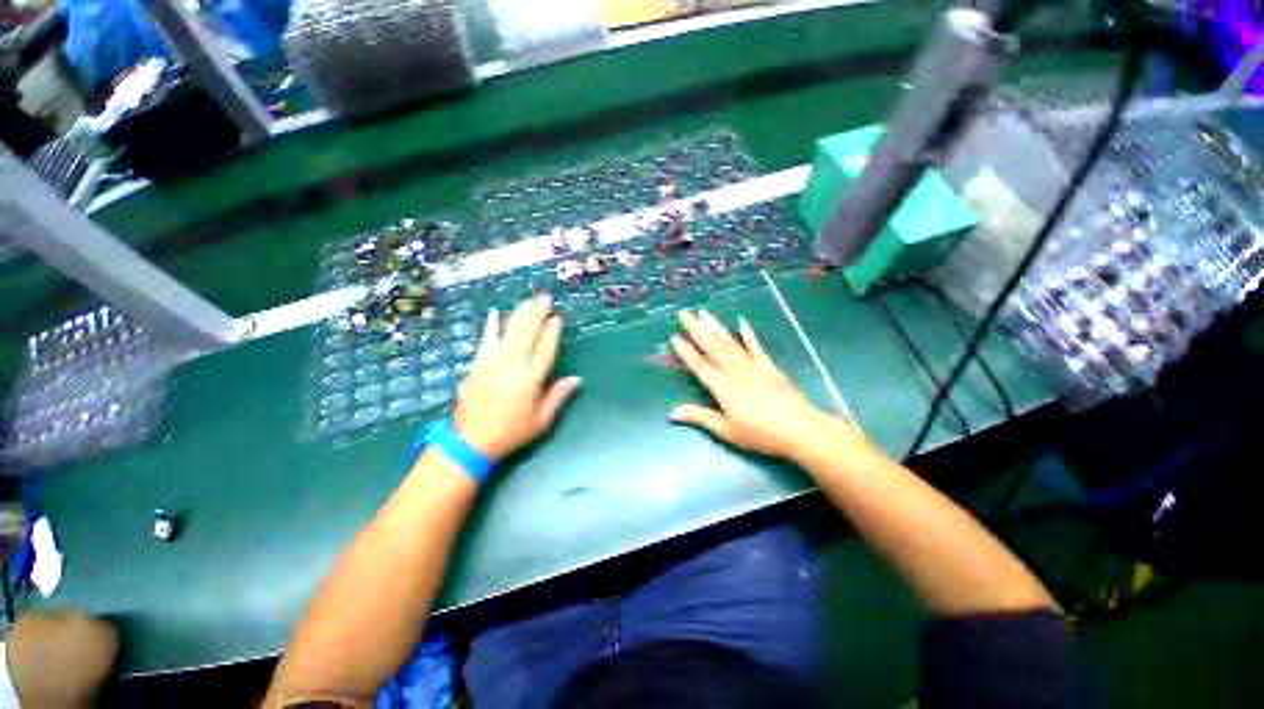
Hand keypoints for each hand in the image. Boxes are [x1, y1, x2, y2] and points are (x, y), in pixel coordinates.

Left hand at [453, 296, 581, 461]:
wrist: (470, 442)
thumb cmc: (511, 432)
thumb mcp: (541, 420)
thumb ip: (559, 396)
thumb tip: (577, 379)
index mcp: (530, 379)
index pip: (545, 348)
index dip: (552, 332)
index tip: (558, 317)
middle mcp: (512, 365)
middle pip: (527, 334)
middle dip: (537, 314)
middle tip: (544, 298)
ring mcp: (492, 363)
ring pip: (509, 333)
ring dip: (519, 315)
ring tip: (528, 301)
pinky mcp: (477, 365)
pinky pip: (485, 341)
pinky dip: (490, 327)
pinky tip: (494, 314)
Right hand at [669, 309, 853, 459]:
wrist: (801, 429)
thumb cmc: (761, 434)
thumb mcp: (727, 430)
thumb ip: (700, 417)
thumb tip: (672, 413)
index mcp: (723, 386)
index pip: (699, 365)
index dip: (686, 351)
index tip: (675, 336)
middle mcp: (735, 370)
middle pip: (712, 346)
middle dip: (697, 329)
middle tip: (684, 314)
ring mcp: (753, 365)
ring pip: (730, 341)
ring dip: (715, 326)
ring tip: (704, 313)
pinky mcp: (768, 365)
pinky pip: (755, 345)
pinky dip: (747, 333)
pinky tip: (741, 322)